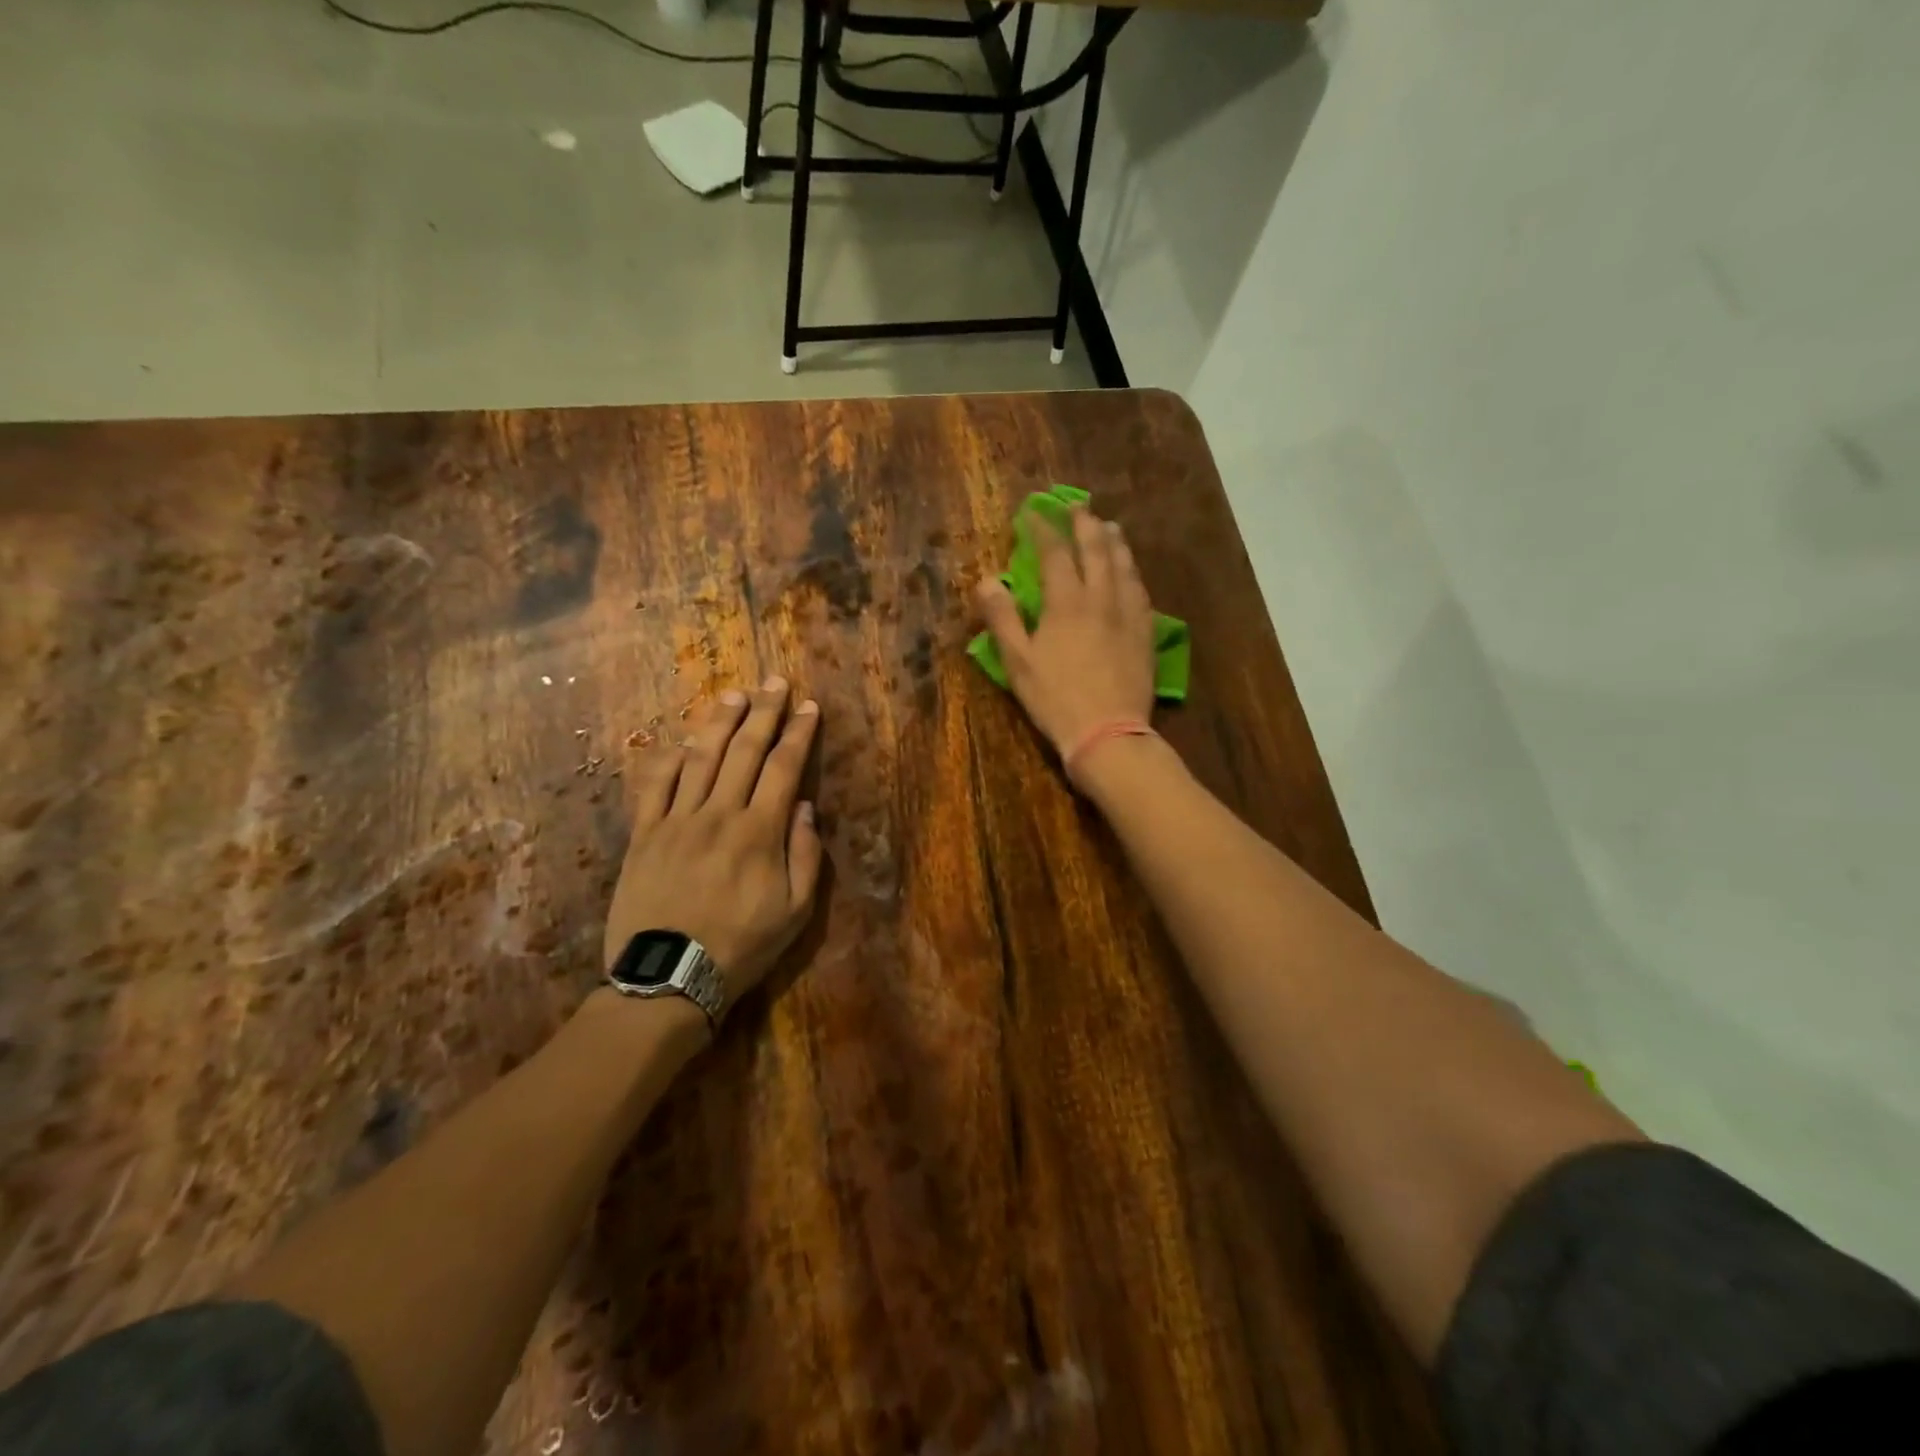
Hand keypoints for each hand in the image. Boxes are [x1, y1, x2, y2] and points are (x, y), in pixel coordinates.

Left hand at [603, 677, 823, 1013]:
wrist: (667, 978)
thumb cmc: (741, 947)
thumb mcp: (795, 912)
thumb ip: (805, 855)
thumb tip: (804, 806)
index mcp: (760, 832)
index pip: (784, 767)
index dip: (798, 733)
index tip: (809, 706)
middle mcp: (719, 814)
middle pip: (744, 751)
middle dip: (764, 712)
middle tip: (775, 682)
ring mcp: (676, 821)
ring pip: (701, 758)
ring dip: (720, 722)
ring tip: (734, 695)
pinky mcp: (644, 834)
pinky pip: (656, 785)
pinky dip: (672, 757)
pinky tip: (685, 739)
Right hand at [974, 505, 1156, 768]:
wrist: (1108, 732)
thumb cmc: (1055, 699)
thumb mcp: (1018, 662)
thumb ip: (1002, 618)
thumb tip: (987, 580)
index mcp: (1066, 602)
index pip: (1054, 553)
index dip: (1043, 529)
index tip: (1033, 513)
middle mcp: (1101, 598)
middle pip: (1096, 550)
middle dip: (1085, 525)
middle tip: (1079, 506)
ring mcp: (1128, 615)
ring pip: (1124, 567)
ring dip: (1115, 543)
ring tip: (1110, 528)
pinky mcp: (1145, 634)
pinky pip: (1141, 592)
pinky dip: (1133, 573)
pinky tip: (1132, 574)